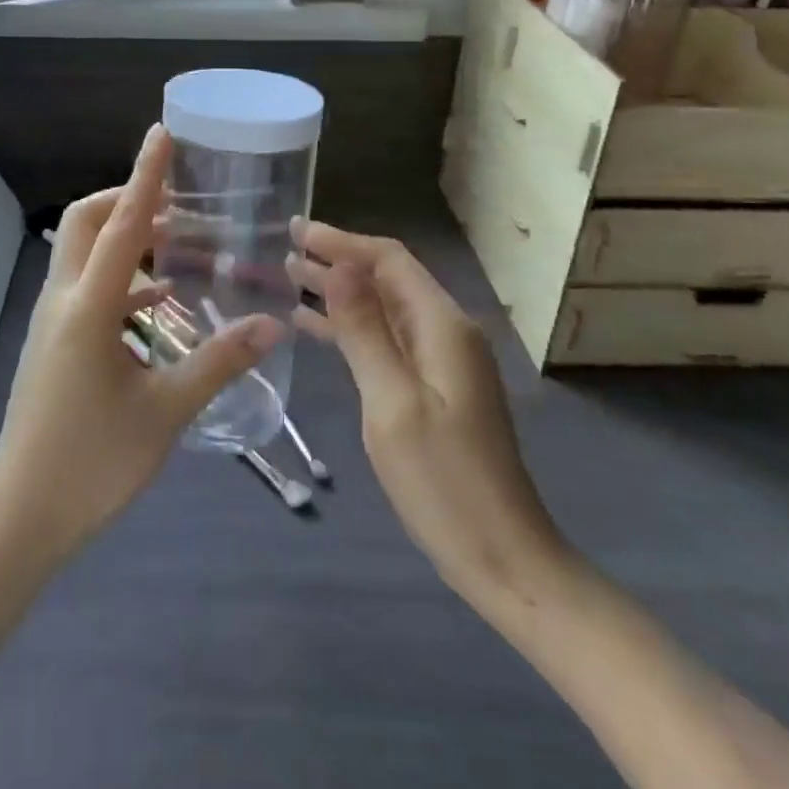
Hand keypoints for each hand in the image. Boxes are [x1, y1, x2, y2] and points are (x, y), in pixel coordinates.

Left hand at [0, 126, 282, 562]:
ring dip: (123, 237)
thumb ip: (218, 363)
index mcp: (87, 309)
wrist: (20, 518)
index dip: (145, 176)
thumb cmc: (92, 464)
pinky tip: (159, 300)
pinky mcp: (51, 340)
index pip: (122, 225)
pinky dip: (121, 277)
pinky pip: (85, 286)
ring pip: (82, 252)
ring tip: (175, 242)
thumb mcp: (165, 412)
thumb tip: (271, 325)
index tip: (161, 134)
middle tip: (175, 202)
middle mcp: (62, 300)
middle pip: (86, 222)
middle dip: (126, 199)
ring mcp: (51, 320)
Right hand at [288, 220, 568, 605]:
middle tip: (284, 246)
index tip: (296, 229)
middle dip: (337, 259)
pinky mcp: (433, 387)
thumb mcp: (392, 403)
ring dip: (339, 290)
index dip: (342, 241)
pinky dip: (349, 327)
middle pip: (386, 279)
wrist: (503, 559)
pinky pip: (385, 339)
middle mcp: (445, 332)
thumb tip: (341, 266)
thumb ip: (365, 331)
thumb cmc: (444, 482)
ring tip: (288, 276)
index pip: (389, 260)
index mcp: (442, 326)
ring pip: (383, 308)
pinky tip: (312, 327)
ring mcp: (441, 361)